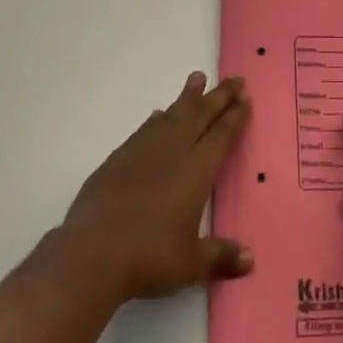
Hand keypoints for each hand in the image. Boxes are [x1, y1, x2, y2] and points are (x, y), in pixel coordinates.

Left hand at [57, 72, 252, 303]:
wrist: (93, 253)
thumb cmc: (150, 257)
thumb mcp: (192, 263)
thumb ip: (220, 256)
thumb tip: (250, 259)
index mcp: (197, 170)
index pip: (221, 135)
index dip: (235, 116)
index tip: (245, 98)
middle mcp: (173, 151)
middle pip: (200, 114)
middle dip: (219, 96)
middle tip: (234, 79)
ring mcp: (143, 150)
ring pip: (172, 114)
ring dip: (187, 97)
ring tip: (197, 78)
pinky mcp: (118, 158)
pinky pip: (145, 129)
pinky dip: (156, 119)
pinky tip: (157, 116)